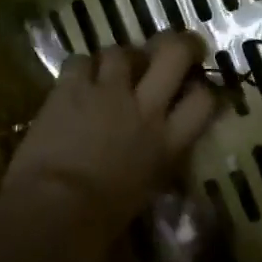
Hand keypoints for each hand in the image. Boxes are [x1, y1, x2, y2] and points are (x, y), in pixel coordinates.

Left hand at [5, 32, 217, 243]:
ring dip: (120, 58)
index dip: (203, 90)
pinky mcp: (70, 88)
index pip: (204, 101)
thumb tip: (155, 154)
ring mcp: (107, 93)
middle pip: (173, 54)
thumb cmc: (104, 218)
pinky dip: (81, 68)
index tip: (195, 90)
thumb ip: (157, 162)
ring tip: (113, 68)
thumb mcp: (147, 189)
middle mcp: (145, 108)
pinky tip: (77, 79)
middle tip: (175, 47)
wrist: (57, 208)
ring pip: (122, 51)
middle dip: (179, 44)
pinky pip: (80, 60)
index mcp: (169, 143)